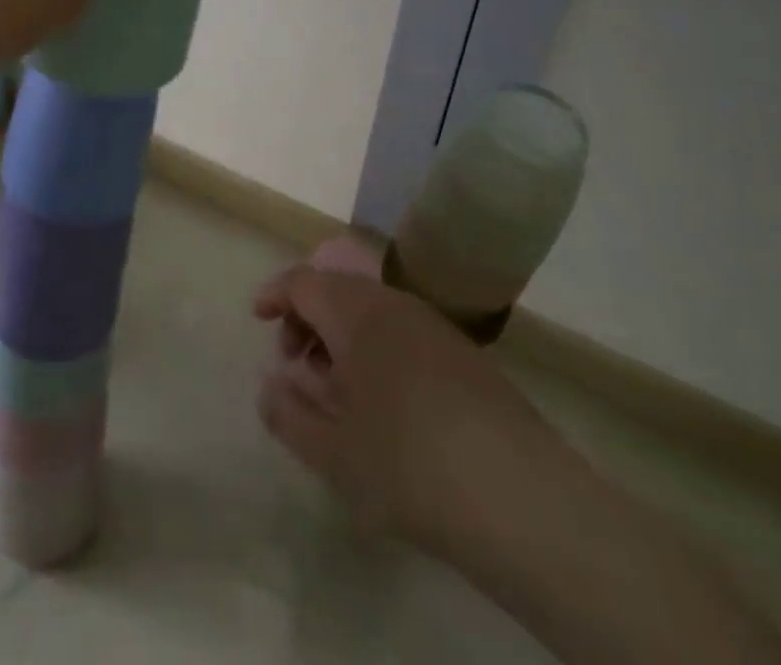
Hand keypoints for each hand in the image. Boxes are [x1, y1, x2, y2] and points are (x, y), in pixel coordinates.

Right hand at [253, 265, 582, 563]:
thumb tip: (271, 388)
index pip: (304, 281)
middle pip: (338, 289)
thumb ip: (289, 415)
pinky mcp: (465, 355)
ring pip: (372, 310)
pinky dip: (376, 348)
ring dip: (342, 335)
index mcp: (356, 313)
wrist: (522, 498)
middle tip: (294, 362)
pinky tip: (383, 401)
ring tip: (335, 386)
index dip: (276, 293)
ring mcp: (435, 326)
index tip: (258, 316)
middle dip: (307, 317)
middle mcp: (394, 304)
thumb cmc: (409, 465)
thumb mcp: (333, 452)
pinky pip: (403, 331)